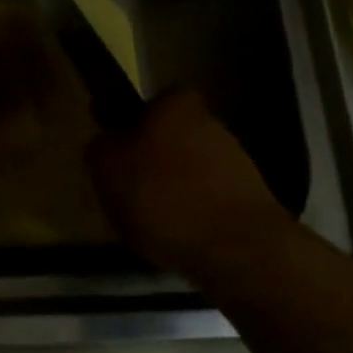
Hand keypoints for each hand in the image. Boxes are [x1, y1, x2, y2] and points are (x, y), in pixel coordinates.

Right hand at [90, 90, 296, 279]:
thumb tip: (107, 142)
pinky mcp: (252, 198)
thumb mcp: (106, 167)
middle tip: (129, 195)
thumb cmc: (163, 196)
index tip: (116, 162)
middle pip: (169, 139)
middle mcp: (210, 121)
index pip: (146, 107)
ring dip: (174, 192)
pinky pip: (209, 200)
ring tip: (155, 225)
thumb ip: (101, 146)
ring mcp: (236, 159)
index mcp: (175, 103)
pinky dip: (194, 215)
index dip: (128, 132)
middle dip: (152, 163)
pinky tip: (182, 239)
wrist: (239, 249)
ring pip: (190, 170)